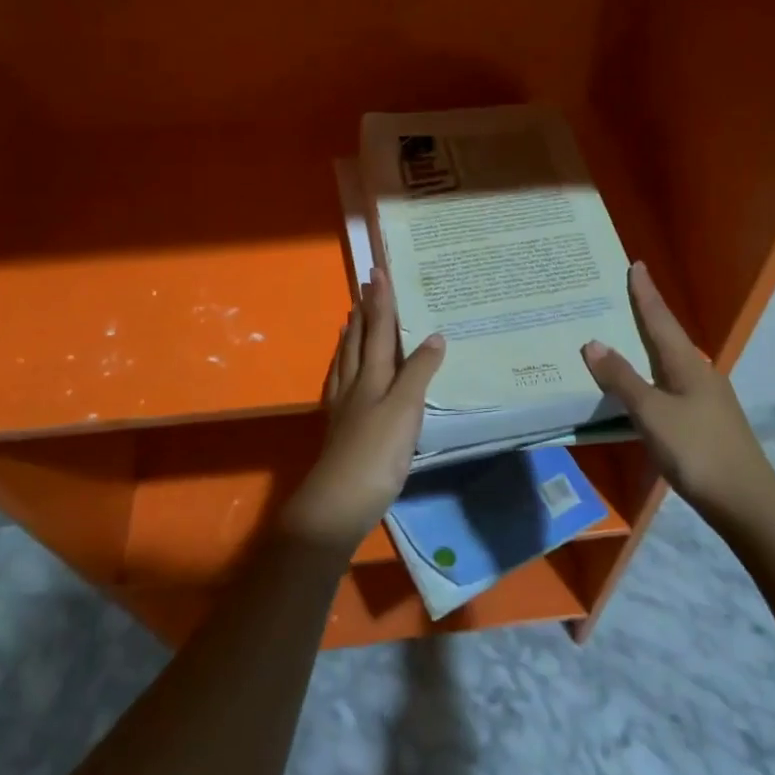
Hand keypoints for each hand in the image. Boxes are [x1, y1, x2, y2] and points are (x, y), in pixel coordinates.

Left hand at [285, 268, 445, 550]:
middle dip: (364, 312)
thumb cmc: (377, 453)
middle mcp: (355, 384)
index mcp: (372, 376)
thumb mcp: (406, 409)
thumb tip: (435, 335)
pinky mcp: (340, 428)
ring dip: (351, 336)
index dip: (380, 302)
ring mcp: (344, 406)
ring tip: (350, 318)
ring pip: (346, 360)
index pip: (378, 330)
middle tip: (364, 287)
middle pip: (358, 340)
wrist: (339, 502)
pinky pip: (340, 383)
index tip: (377, 272)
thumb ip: (419, 372)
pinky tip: (344, 373)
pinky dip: (343, 368)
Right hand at [581, 262, 774, 519]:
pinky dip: (652, 374)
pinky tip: (642, 386)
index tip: (637, 264)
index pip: (660, 319)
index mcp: (687, 363)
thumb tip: (593, 343)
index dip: (646, 293)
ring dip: (648, 346)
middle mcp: (699, 373)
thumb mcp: (652, 413)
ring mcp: (705, 398)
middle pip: (668, 336)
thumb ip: (622, 380)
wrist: (747, 502)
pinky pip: (671, 384)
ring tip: (625, 336)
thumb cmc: (697, 450)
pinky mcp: (705, 421)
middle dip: (647, 314)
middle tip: (622, 295)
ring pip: (670, 361)